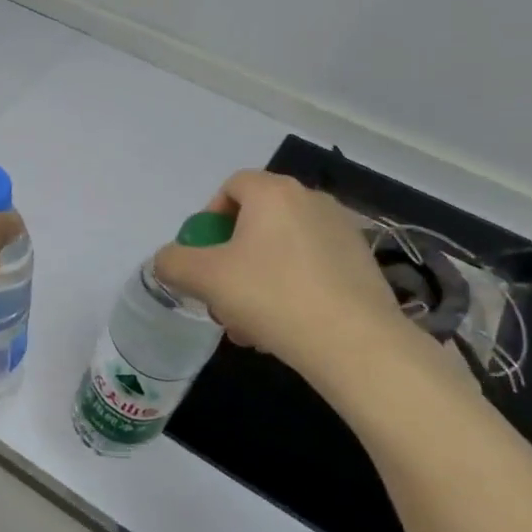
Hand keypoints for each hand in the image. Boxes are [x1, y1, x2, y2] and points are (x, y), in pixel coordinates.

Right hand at [153, 170, 432, 389]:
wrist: (356, 344)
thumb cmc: (272, 297)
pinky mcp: (362, 264)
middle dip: (231, 261)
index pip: (232, 186)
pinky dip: (291, 290)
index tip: (204, 257)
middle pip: (256, 222)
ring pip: (282, 250)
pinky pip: (311, 268)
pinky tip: (285, 330)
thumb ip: (173, 262)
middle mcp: (311, 200)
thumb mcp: (205, 279)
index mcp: (274, 192)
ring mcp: (342, 232)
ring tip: (250, 326)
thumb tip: (168, 260)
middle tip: (222, 298)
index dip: (209, 218)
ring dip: (257, 281)